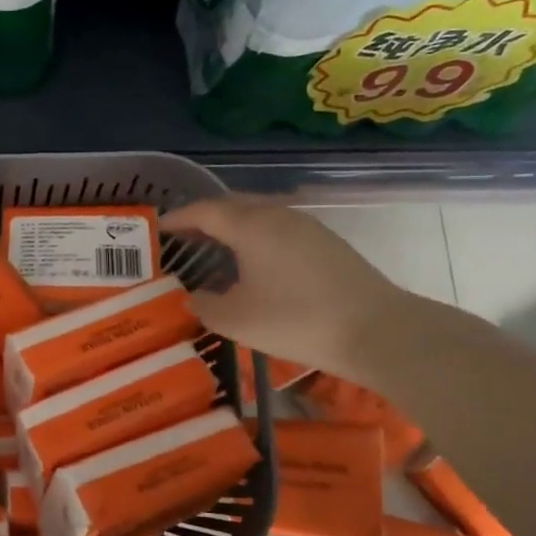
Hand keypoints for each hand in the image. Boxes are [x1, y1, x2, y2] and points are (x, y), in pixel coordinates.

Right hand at [163, 195, 408, 377]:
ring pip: (259, 215)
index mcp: (250, 226)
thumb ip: (205, 305)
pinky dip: (256, 238)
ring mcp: (307, 227)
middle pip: (233, 205)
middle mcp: (278, 215)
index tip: (159, 228)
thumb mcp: (237, 320)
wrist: (376, 330)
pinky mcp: (326, 243)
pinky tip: (254, 264)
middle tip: (183, 236)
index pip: (204, 211)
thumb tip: (194, 296)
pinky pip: (278, 229)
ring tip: (215, 249)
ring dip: (233, 227)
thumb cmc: (296, 320)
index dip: (178, 217)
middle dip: (204, 217)